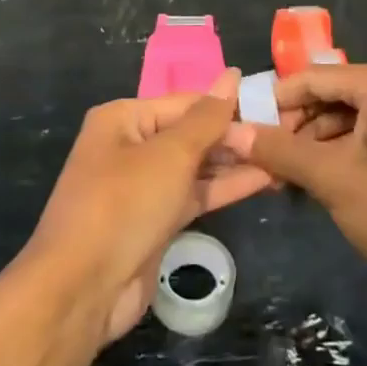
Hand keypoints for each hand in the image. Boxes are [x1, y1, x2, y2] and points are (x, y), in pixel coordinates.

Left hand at [24, 71, 271, 343]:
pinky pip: (194, 195)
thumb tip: (232, 75)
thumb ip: (207, 118)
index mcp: (124, 119)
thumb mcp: (170, 154)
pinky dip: (224, 188)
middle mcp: (131, 147)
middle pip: (191, 133)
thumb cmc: (124, 204)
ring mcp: (142, 187)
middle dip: (233, 135)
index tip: (272, 106)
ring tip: (282, 155)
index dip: (227, 104)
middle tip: (284, 133)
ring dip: (234, 162)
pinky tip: (263, 180)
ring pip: (196, 167)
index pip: (186, 103)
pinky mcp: (155, 222)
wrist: (82, 289)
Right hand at [222, 63, 366, 297]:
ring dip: (306, 146)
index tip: (239, 129)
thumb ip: (280, 151)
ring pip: (336, 120)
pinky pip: (354, 139)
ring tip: (278, 180)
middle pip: (322, 96)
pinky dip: (329, 158)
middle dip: (290, 127)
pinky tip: (308, 186)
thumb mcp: (333, 178)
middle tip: (258, 161)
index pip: (308, 77)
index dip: (272, 102)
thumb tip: (231, 132)